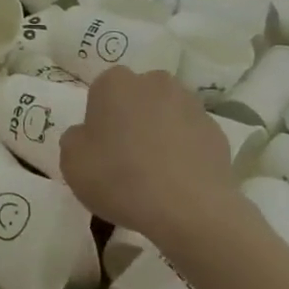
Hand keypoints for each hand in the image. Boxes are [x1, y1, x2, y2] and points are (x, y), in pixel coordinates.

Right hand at [59, 67, 240, 252]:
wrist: (188, 208)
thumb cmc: (120, 178)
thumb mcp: (72, 162)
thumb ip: (75, 139)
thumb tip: (87, 135)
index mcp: (115, 82)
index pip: (101, 92)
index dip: (99, 120)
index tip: (100, 149)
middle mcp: (154, 81)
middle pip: (137, 98)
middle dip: (132, 119)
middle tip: (126, 158)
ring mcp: (190, 103)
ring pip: (167, 114)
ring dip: (161, 133)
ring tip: (156, 174)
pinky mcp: (216, 130)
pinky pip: (191, 137)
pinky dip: (185, 152)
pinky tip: (179, 182)